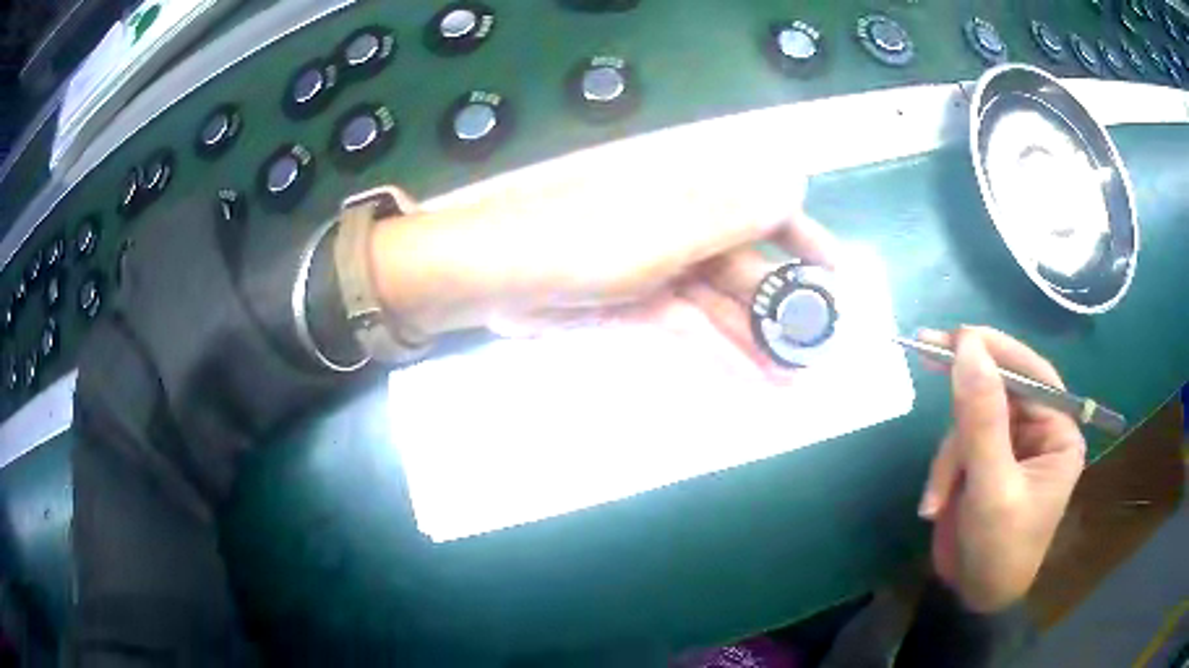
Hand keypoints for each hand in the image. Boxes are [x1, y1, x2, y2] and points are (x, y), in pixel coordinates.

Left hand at [368, 140, 839, 367]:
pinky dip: (718, 361)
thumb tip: (794, 180)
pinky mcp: (639, 312)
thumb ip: (729, 213)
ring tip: (796, 389)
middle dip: (786, 316)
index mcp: (690, 199)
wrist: (494, 280)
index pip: (766, 214)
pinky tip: (751, 388)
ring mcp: (661, 275)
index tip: (843, 283)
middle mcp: (682, 232)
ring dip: (758, 348)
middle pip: (749, 273)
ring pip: (722, 312)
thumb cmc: (577, 242)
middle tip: (822, 358)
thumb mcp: (661, 230)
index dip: (809, 245)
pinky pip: (690, 336)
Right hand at [917, 327, 1086, 612]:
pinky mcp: (986, 459)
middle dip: (963, 396)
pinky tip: (935, 504)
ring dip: (949, 457)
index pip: (1031, 374)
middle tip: (923, 350)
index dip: (995, 350)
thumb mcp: (992, 488)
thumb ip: (982, 420)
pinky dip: (943, 470)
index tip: (953, 336)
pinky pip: (960, 442)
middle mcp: (1039, 430)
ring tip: (937, 500)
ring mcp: (1011, 444)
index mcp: (1058, 432)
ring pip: (972, 418)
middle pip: (999, 390)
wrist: (975, 600)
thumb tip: (967, 348)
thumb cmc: (999, 551)